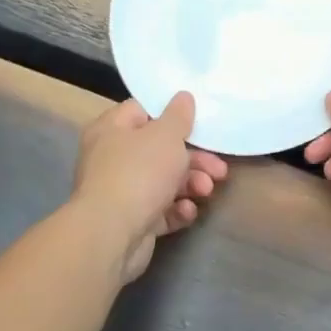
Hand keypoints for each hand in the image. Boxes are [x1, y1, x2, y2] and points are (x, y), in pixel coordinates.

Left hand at [72, 92, 227, 283]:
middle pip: (160, 150)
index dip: (170, 115)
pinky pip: (160, 209)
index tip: (197, 123)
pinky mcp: (132, 220)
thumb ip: (179, 115)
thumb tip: (183, 96)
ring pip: (164, 181)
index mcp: (112, 129)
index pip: (142, 111)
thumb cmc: (138, 172)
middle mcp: (112, 158)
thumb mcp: (166, 135)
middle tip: (218, 168)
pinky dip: (177, 209)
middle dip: (194, 159)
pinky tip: (187, 211)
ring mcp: (121, 191)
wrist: (111, 234)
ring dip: (191, 184)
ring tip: (206, 191)